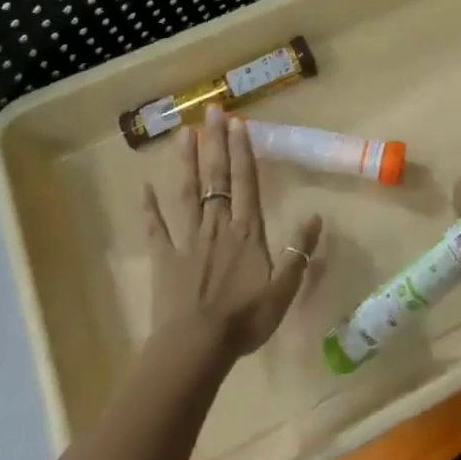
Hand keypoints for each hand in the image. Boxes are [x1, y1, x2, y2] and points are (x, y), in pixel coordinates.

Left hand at [142, 105, 322, 360]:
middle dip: (216, 142)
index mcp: (246, 232)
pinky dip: (149, 207)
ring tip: (184, 133)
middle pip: (217, 177)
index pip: (246, 182)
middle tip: (211, 111)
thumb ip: (298, 252)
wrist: (195, 348)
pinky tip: (144, 188)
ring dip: (187, 162)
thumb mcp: (283, 290)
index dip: (243, 152)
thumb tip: (316, 216)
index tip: (238, 123)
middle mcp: (217, 225)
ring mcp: (188, 239)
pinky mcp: (164, 257)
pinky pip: (156, 228)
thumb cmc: (244, 319)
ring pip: (188, 193)